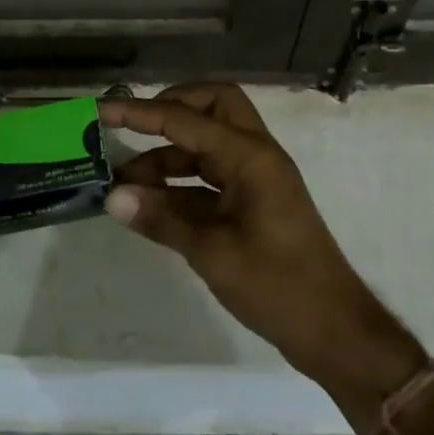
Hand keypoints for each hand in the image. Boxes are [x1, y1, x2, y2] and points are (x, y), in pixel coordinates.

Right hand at [98, 85, 419, 389]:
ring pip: (208, 143)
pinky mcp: (252, 202)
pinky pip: (210, 176)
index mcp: (251, 157)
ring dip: (168, 154)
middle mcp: (255, 156)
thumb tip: (112, 197)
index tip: (101, 109)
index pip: (186, 119)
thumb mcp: (213, 253)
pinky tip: (149, 204)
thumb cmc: (278, 286)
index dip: (141, 112)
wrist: (332, 328)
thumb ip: (162, 219)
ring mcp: (256, 178)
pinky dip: (180, 182)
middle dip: (170, 110)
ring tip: (123, 183)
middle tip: (130, 130)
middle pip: (212, 106)